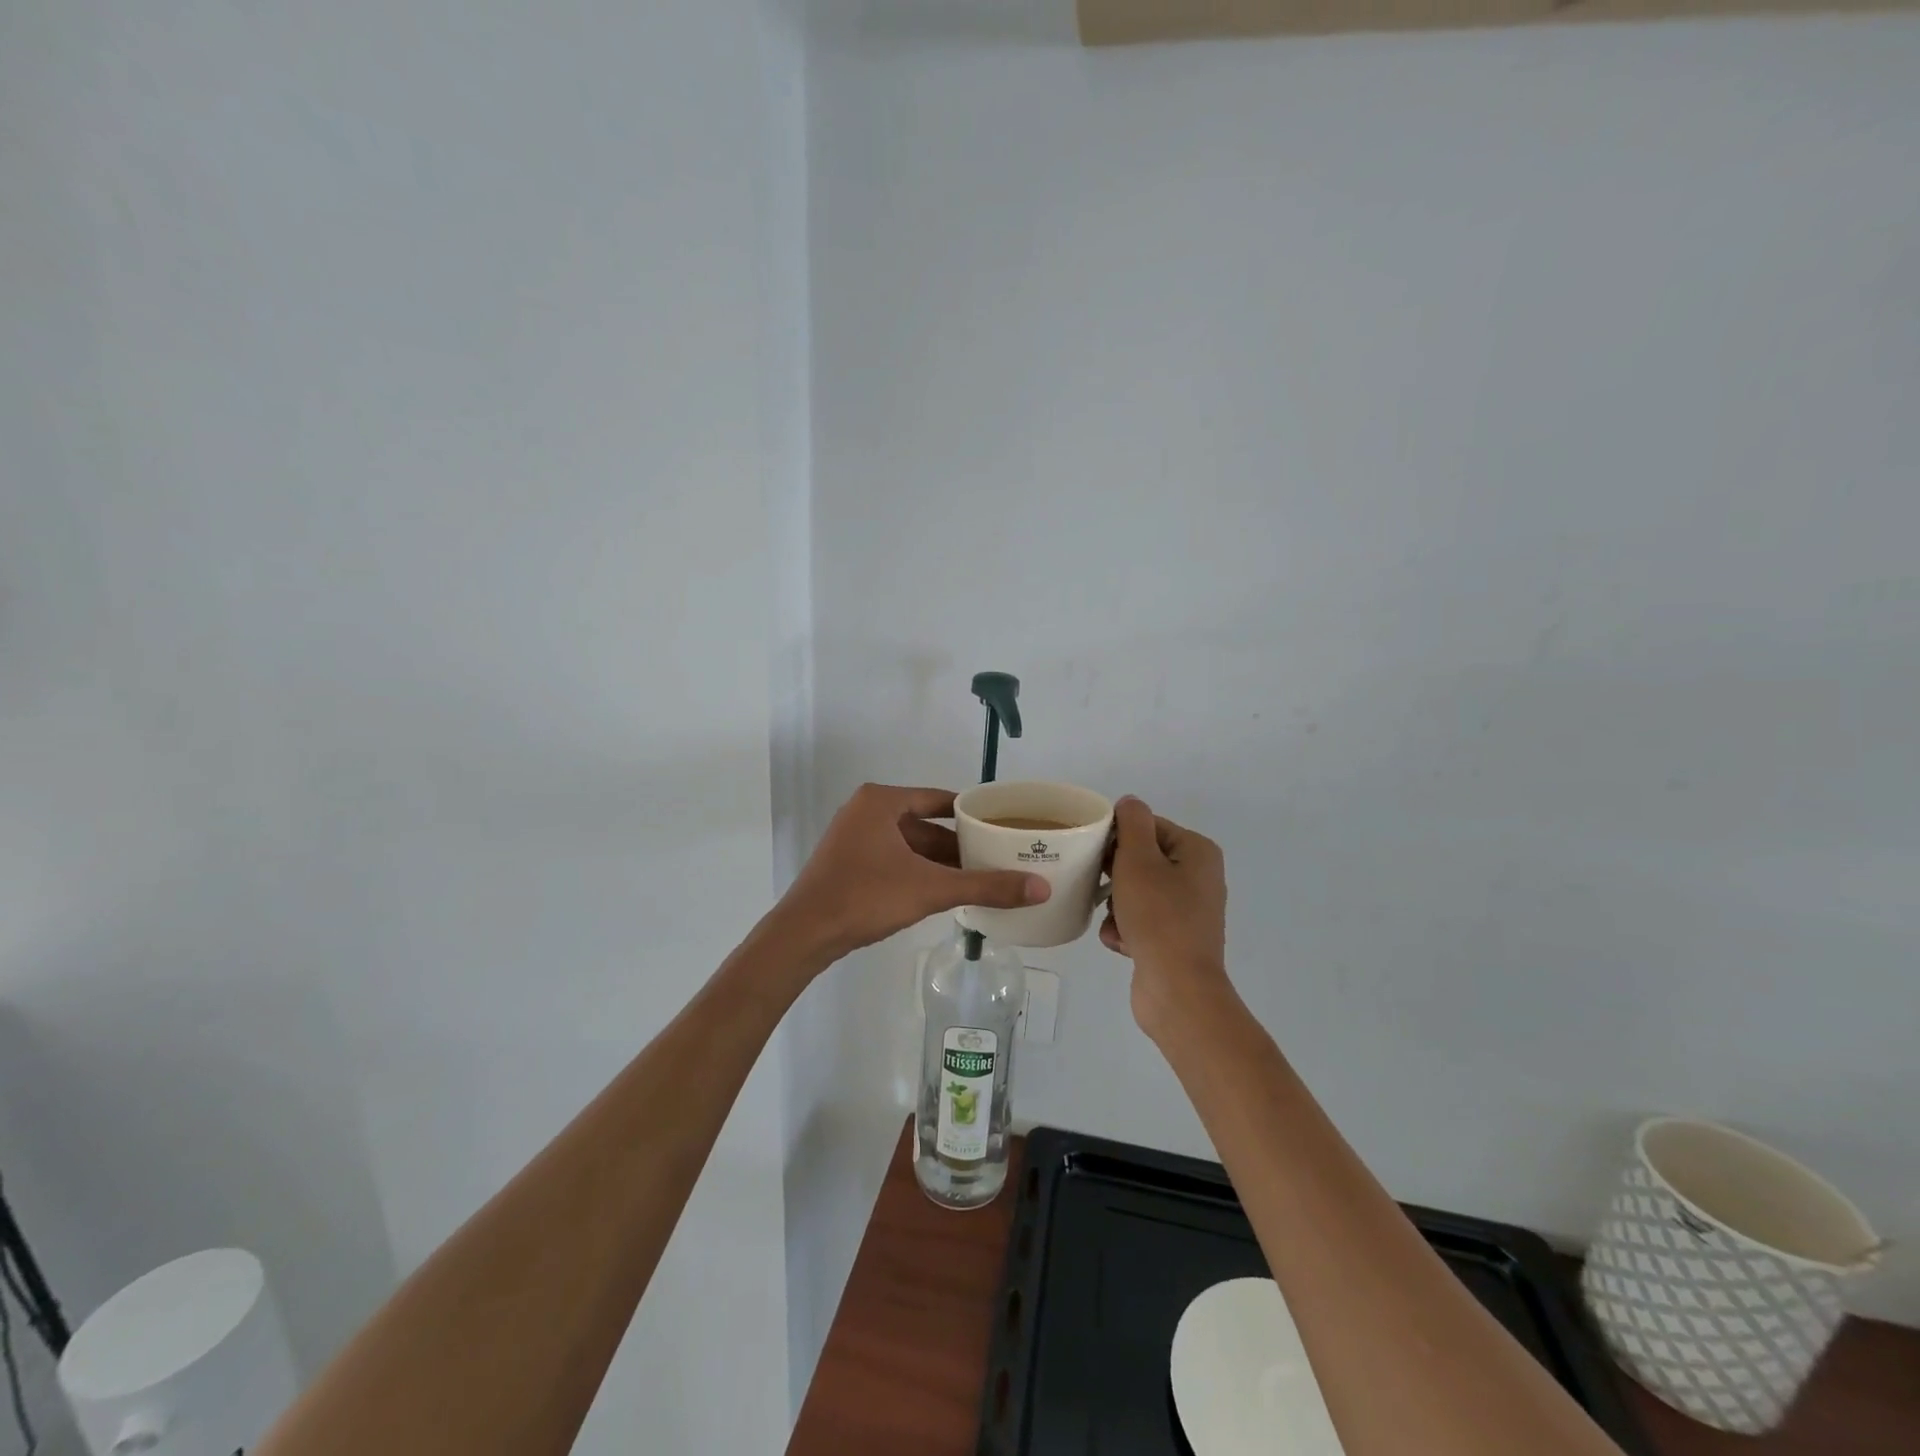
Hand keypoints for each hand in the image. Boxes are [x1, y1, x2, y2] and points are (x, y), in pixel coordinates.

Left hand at [775, 784, 1050, 962]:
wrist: (804, 934)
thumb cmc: (866, 897)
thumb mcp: (931, 889)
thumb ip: (986, 886)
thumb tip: (1041, 887)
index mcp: (882, 801)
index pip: (941, 799)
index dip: (974, 813)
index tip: (1004, 826)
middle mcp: (866, 810)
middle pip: (926, 823)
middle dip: (960, 843)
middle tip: (999, 856)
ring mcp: (854, 837)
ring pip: (911, 844)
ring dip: (941, 861)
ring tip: (981, 876)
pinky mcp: (849, 862)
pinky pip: (895, 859)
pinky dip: (920, 871)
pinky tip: (946, 890)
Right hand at [1099, 796, 1233, 1038]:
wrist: (1178, 990)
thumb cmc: (1158, 917)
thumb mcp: (1138, 860)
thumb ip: (1132, 823)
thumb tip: (1129, 803)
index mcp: (1197, 852)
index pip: (1148, 827)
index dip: (1118, 838)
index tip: (1096, 855)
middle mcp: (1198, 878)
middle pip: (1141, 860)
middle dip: (1114, 876)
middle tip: (1100, 886)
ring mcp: (1188, 911)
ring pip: (1135, 893)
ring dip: (1116, 906)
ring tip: (1113, 921)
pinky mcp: (1175, 940)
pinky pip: (1140, 921)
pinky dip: (1124, 929)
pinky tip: (1119, 943)